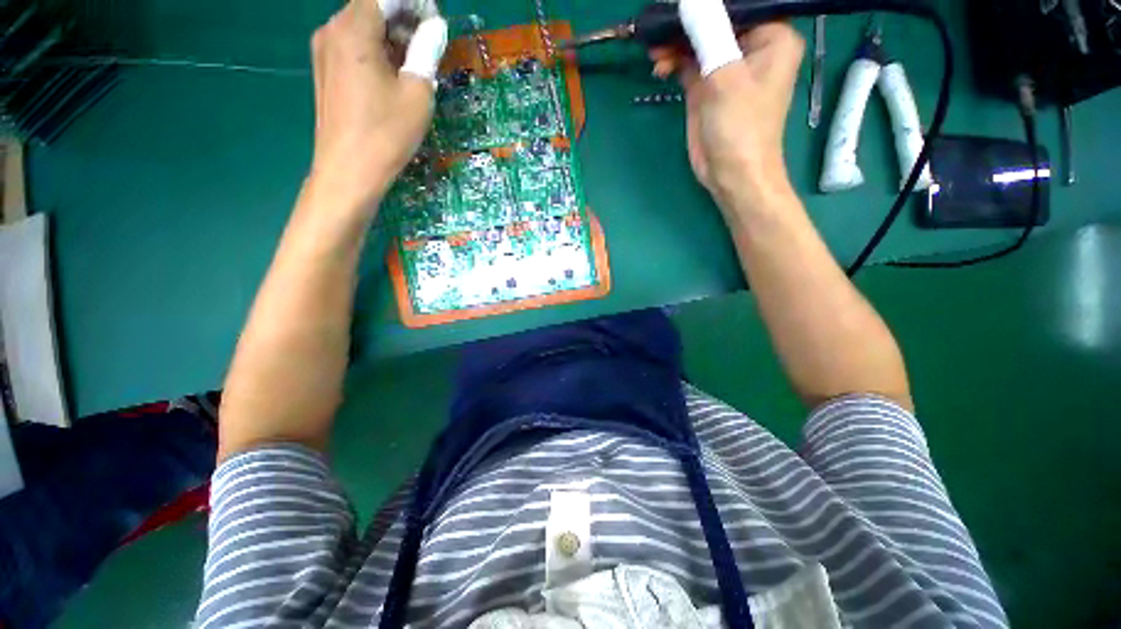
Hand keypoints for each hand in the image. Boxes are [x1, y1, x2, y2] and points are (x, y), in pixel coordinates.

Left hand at [307, 0, 446, 216]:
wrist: (348, 171)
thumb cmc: (386, 133)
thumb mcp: (417, 93)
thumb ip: (426, 51)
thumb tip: (435, 27)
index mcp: (353, 27)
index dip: (415, 3)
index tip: (436, 23)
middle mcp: (332, 29)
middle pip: (372, 7)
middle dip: (404, 18)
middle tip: (430, 44)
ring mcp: (324, 50)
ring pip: (362, 26)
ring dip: (391, 36)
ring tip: (415, 63)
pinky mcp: (325, 70)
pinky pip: (353, 46)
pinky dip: (376, 51)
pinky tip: (393, 75)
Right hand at [651, 2, 802, 210]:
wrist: (731, 175)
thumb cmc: (740, 128)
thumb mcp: (725, 77)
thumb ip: (708, 34)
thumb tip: (688, 1)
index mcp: (772, 36)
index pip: (738, 6)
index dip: (707, 5)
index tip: (678, 6)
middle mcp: (751, 47)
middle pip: (715, 22)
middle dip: (686, 24)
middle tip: (659, 27)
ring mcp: (727, 68)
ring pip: (699, 42)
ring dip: (676, 44)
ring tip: (654, 51)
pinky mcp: (708, 87)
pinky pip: (689, 63)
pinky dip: (674, 62)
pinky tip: (660, 65)